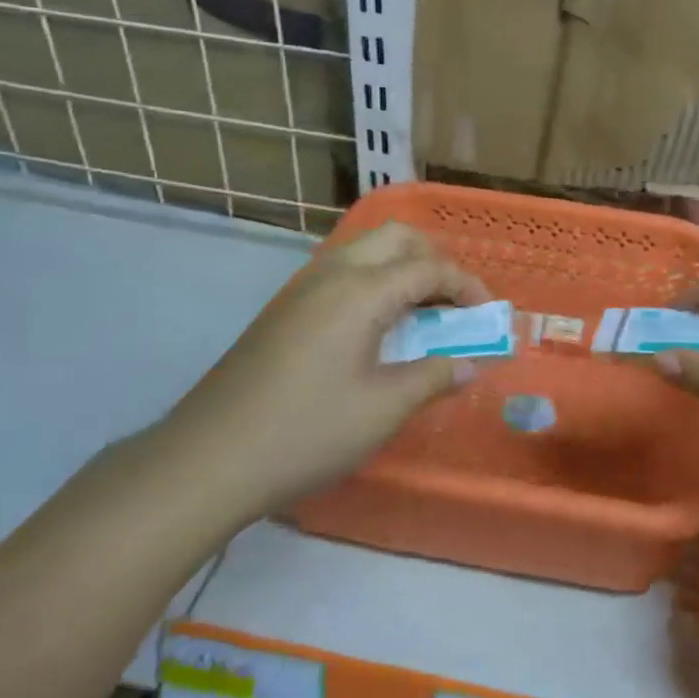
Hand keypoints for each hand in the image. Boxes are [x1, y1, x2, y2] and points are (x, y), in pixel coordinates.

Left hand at [156, 222, 489, 514]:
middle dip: (436, 262)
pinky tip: (378, 329)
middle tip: (455, 305)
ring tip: (424, 315)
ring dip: (403, 270)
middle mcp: (332, 274)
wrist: (209, 458)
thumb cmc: (307, 432)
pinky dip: (375, 285)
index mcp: (361, 290)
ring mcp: (302, 289)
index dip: (468, 286)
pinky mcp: (284, 310)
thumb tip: (470, 364)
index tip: (489, 317)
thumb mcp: (383, 409)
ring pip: (366, 252)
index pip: (430, 267)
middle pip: (396, 239)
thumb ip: (434, 376)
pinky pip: (343, 275)